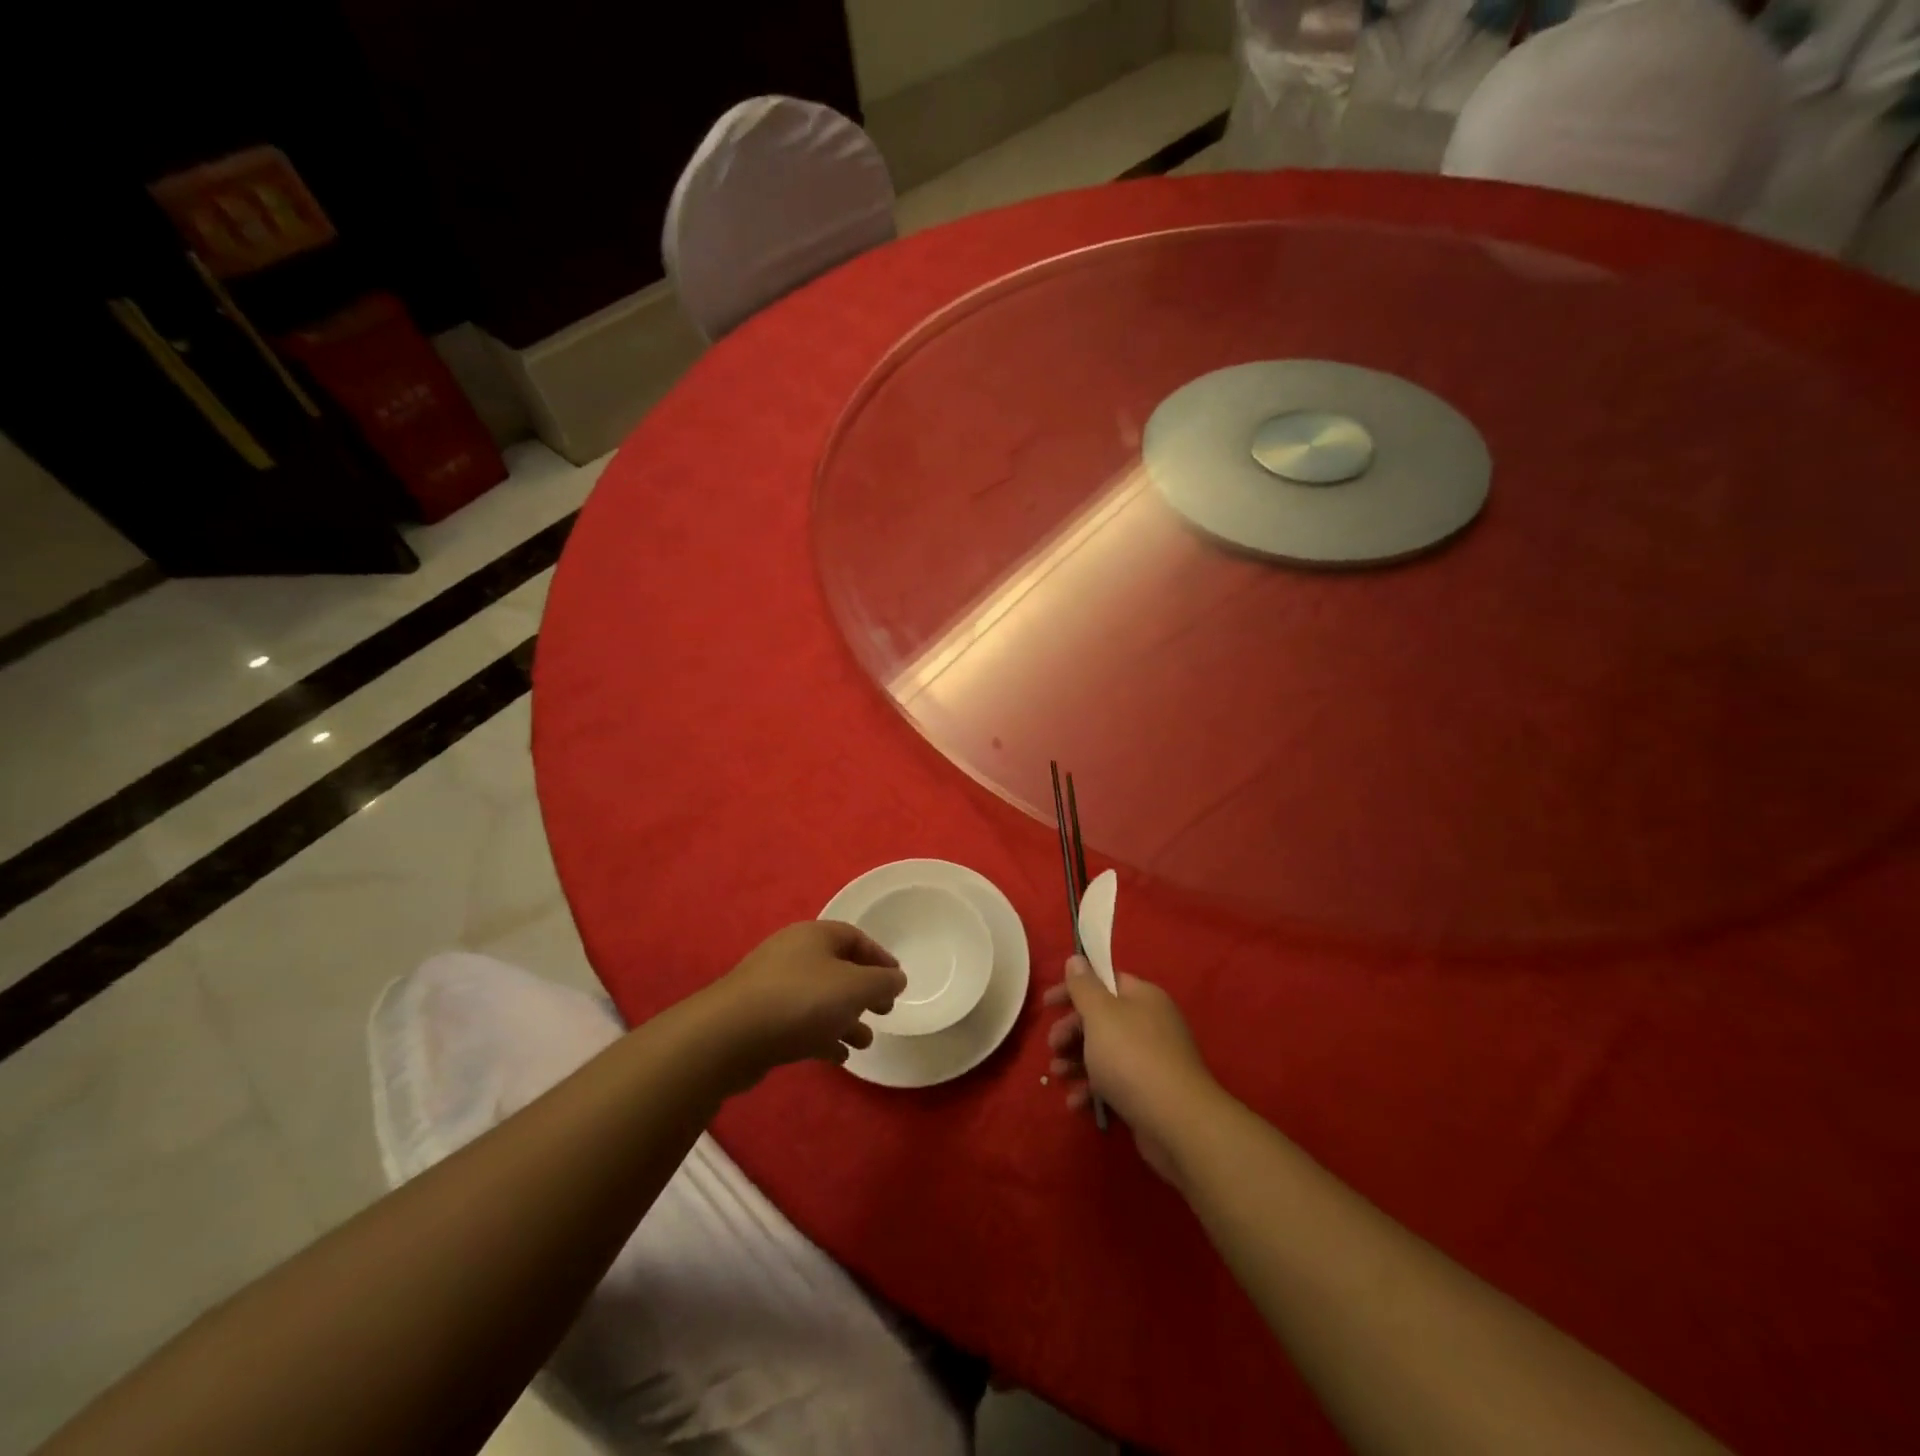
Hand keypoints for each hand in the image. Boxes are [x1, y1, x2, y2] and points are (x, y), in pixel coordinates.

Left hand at [708, 921, 906, 1086]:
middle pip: (837, 968)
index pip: (855, 937)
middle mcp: (792, 954)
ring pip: (819, 998)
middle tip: (884, 1011)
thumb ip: (882, 982)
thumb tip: (897, 978)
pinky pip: (799, 1022)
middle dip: (863, 991)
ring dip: (845, 1018)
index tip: (897, 981)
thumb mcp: (855, 987)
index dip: (879, 958)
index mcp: (814, 936)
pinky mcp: (759, 1018)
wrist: (729, 1036)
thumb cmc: (801, 1001)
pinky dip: (821, 1035)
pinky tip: (837, 1056)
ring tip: (865, 1042)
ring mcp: (772, 986)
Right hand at [1044, 957, 1218, 1180]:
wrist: (1177, 1122)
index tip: (1047, 1005)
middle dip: (1071, 1031)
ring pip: (1106, 1052)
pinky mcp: (1149, 1092)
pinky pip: (1115, 1083)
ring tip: (1057, 1074)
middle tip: (1052, 1045)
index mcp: (1142, 997)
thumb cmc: (1131, 1057)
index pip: (1104, 981)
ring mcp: (1152, 1060)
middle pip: (1102, 1019)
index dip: (1073, 989)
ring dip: (1077, 1061)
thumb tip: (1076, 958)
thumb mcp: (1100, 1014)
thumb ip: (1084, 986)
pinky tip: (1076, 1103)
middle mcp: (1150, 1023)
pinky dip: (1093, 1089)